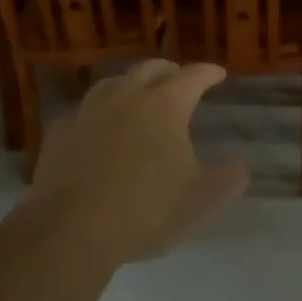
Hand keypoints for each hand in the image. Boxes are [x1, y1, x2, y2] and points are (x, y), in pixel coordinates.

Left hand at [33, 59, 249, 262]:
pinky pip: (83, 112)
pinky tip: (97, 127)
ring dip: (131, 84)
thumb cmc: (144, 211)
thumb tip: (241, 169)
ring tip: (136, 94)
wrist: (69, 231)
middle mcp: (127, 97)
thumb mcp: (199, 201)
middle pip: (150, 69)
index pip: (193, 76)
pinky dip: (97, 113)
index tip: (218, 74)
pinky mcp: (60, 132)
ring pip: (113, 83)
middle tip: (178, 78)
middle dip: (169, 70)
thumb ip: (226, 181)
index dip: (208, 73)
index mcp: (165, 105)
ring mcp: (88, 111)